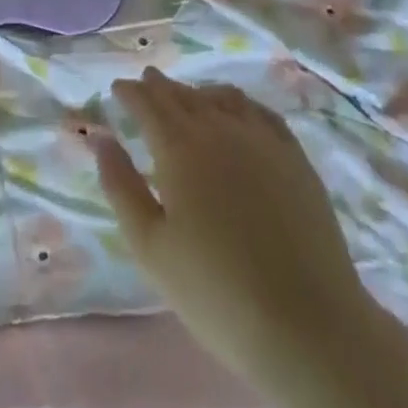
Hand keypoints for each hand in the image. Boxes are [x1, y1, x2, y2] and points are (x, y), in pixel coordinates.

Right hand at [94, 68, 364, 390]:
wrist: (307, 324)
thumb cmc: (216, 292)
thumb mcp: (150, 247)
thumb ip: (121, 186)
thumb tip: (101, 138)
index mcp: (179, 147)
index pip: (148, 104)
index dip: (130, 93)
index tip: (118, 88)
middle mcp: (219, 128)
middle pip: (183, 95)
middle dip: (160, 87)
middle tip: (145, 83)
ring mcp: (262, 139)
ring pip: (221, 97)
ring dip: (196, 92)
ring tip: (186, 97)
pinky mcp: (295, 157)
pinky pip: (259, 112)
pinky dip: (237, 102)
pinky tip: (236, 111)